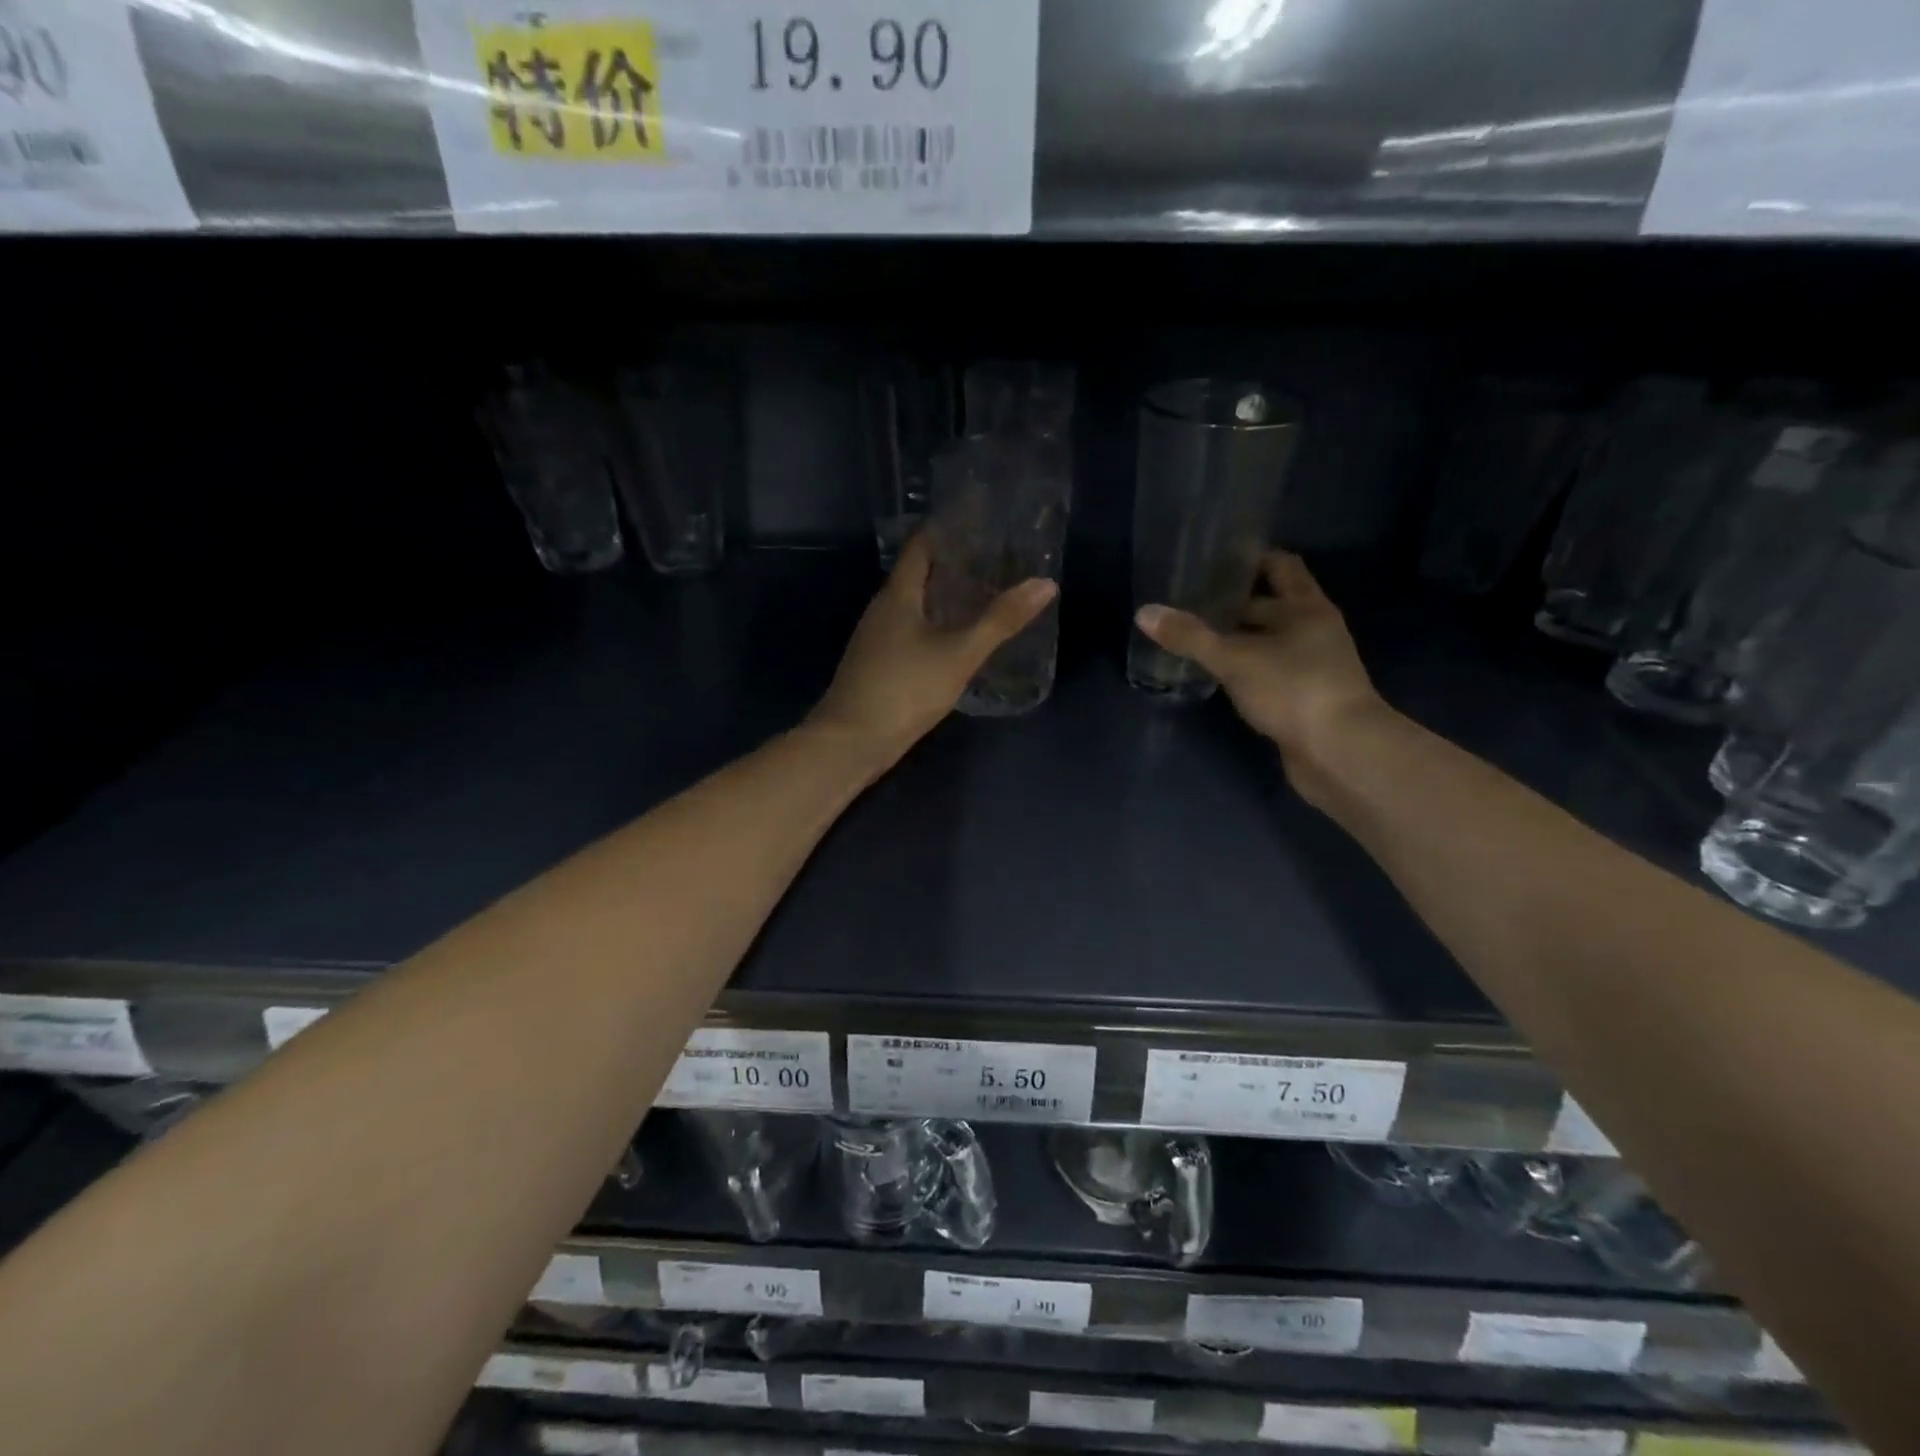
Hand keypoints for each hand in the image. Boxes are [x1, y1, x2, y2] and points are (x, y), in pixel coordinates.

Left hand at [808, 533, 1057, 767]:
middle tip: (996, 557)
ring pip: (915, 605)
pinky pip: (912, 631)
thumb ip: (1000, 620)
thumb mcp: (959, 653)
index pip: (922, 545)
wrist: (851, 741)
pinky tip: (958, 638)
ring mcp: (877, 639)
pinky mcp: (879, 665)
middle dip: (953, 562)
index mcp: (898, 594)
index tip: (981, 518)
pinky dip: (937, 624)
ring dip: (945, 596)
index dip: (948, 528)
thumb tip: (1045, 584)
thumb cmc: (904, 688)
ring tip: (984, 593)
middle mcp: (883, 609)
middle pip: (918, 573)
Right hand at [1135, 552, 1389, 803]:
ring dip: (1238, 639)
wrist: (1341, 753)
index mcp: (1306, 607)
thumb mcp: (1235, 659)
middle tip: (1189, 602)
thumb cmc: (1293, 689)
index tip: (1213, 561)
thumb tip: (1143, 612)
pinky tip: (1216, 675)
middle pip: (1271, 605)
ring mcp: (1312, 665)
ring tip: (1194, 637)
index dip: (1249, 559)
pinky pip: (1269, 672)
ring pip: (1268, 641)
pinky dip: (1245, 669)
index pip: (1281, 566)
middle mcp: (1314, 630)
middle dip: (1234, 604)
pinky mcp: (1304, 697)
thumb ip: (1190, 636)